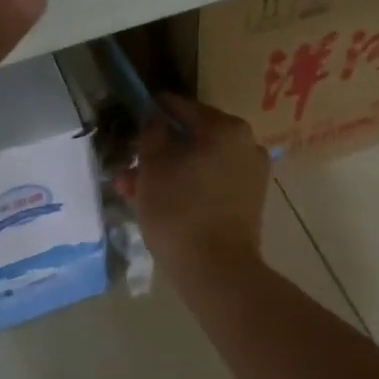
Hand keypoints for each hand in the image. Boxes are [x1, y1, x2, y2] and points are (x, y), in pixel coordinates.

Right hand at [114, 95, 270, 274]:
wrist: (217, 270)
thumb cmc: (179, 210)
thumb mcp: (153, 167)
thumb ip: (152, 133)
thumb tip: (155, 117)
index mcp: (225, 128)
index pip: (181, 107)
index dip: (152, 111)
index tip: (131, 119)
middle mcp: (246, 144)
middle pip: (192, 137)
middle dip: (158, 150)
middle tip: (128, 165)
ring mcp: (251, 174)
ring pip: (199, 163)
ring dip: (168, 171)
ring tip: (133, 190)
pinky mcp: (249, 201)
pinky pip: (212, 183)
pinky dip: (187, 187)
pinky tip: (158, 203)